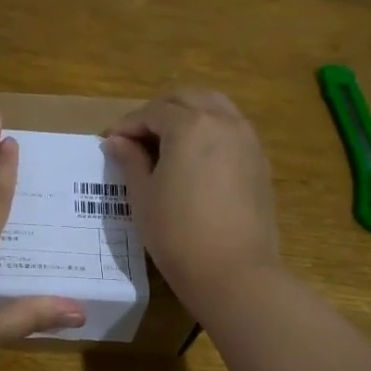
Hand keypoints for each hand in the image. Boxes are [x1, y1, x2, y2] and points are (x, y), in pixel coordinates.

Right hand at [102, 88, 281, 310]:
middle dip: (158, 112)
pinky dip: (210, 130)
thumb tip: (117, 141)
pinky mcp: (259, 160)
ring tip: (166, 143)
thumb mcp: (143, 196)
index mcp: (190, 125)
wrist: (234, 272)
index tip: (110, 143)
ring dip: (187, 115)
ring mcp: (247, 139)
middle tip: (137, 139)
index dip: (127, 125)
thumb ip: (130, 160)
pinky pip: (231, 128)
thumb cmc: (177, 233)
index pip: (152, 112)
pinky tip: (195, 158)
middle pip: (186, 98)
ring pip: (214, 106)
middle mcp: (222, 121)